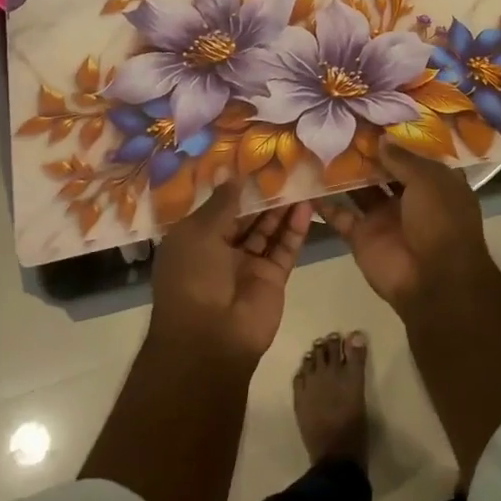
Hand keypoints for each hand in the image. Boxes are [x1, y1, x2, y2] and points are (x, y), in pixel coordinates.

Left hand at [149, 181, 311, 365]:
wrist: (210, 338)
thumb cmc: (193, 277)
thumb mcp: (198, 232)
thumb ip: (222, 203)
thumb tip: (232, 174)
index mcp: (195, 239)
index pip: (218, 208)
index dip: (235, 187)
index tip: (255, 162)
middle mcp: (221, 250)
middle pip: (246, 217)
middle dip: (262, 195)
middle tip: (284, 166)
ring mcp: (248, 265)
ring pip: (267, 230)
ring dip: (281, 208)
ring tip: (300, 180)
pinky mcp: (272, 278)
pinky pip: (284, 248)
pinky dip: (295, 229)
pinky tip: (306, 206)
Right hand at [315, 140, 491, 315]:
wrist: (432, 280)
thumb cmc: (440, 221)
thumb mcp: (428, 181)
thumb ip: (402, 158)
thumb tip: (381, 138)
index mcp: (435, 184)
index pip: (414, 156)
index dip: (397, 138)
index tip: (373, 114)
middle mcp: (410, 199)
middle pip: (384, 171)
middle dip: (366, 152)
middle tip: (339, 123)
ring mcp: (384, 218)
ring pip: (360, 190)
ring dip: (343, 173)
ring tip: (319, 144)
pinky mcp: (362, 236)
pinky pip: (340, 215)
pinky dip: (324, 203)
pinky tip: (305, 181)